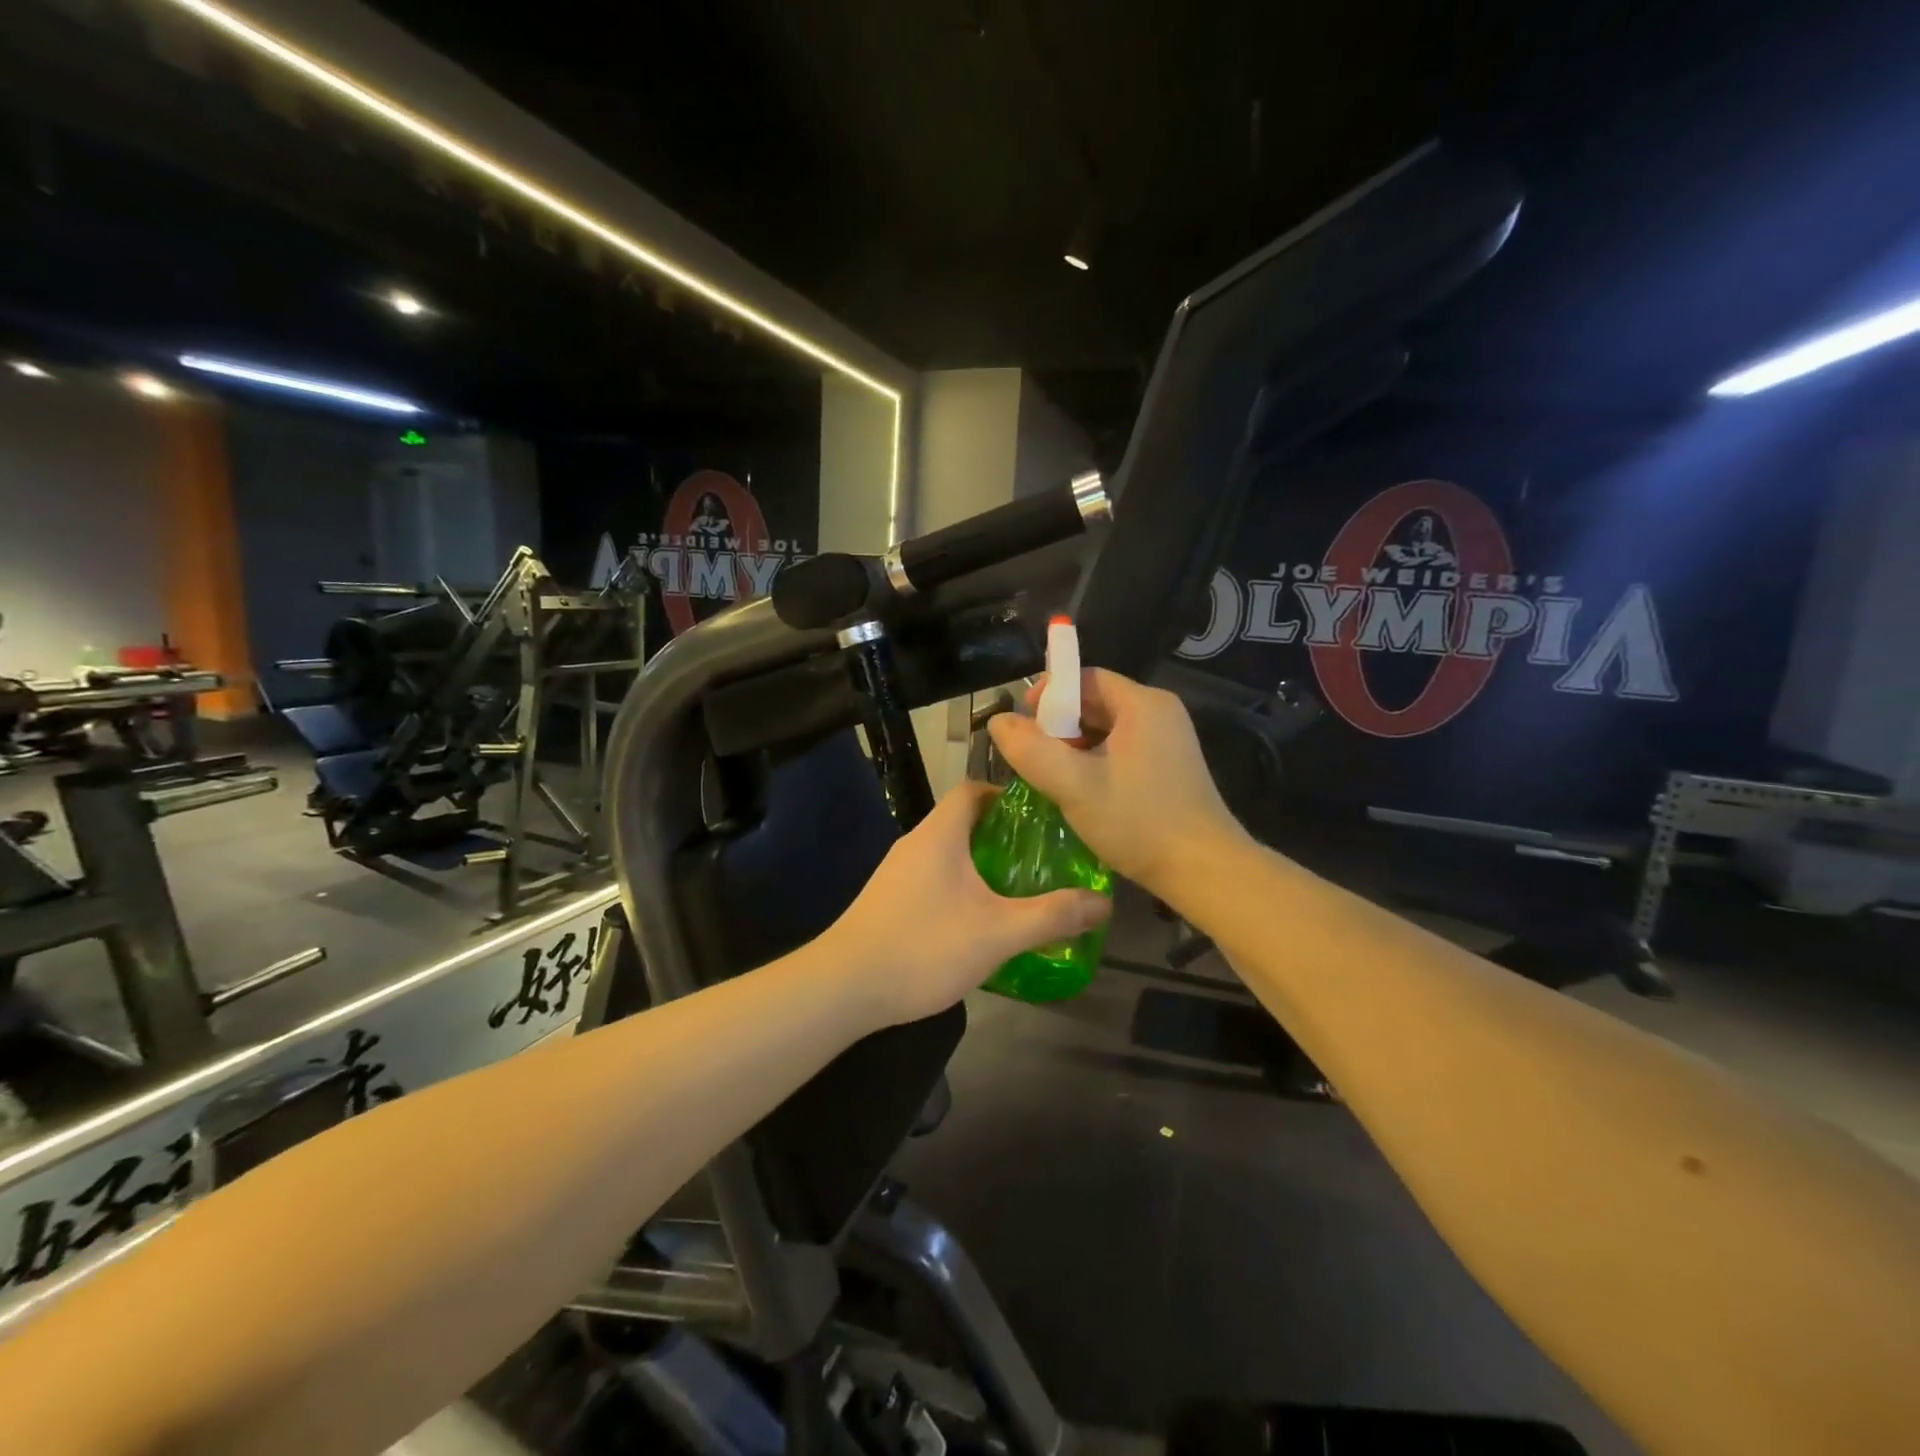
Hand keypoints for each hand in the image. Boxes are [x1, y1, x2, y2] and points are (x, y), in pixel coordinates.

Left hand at [826, 783, 1111, 1027]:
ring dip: (980, 862)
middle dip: (1001, 833)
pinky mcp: (887, 901)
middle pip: (962, 820)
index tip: (1041, 814)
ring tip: (1017, 886)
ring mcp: (896, 874)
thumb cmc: (924, 946)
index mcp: (939, 835)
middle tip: (1041, 855)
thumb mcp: (998, 933)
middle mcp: (915, 844)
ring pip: (946, 852)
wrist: (844, 988)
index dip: (1007, 793)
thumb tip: (1104, 903)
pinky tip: (977, 919)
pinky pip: (931, 878)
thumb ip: (1052, 916)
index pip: (972, 789)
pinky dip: (959, 886)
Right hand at [988, 668, 1244, 893]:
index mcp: (1143, 704)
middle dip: (1059, 725)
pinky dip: (1097, 761)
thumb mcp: (1074, 786)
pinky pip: (1124, 749)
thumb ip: (1031, 750)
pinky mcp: (1171, 766)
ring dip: (1075, 746)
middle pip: (1096, 702)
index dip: (1049, 696)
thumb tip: (998, 721)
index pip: (1085, 678)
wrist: (1204, 870)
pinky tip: (1081, 790)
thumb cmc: (1138, 822)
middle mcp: (1160, 713)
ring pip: (1108, 729)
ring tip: (1051, 775)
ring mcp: (1169, 740)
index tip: (1023, 726)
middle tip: (1032, 755)